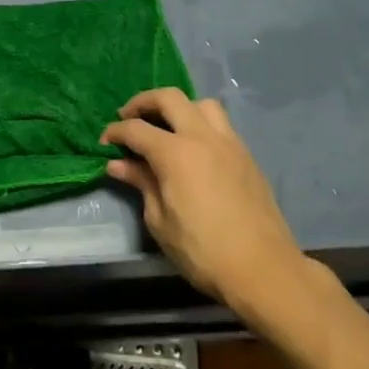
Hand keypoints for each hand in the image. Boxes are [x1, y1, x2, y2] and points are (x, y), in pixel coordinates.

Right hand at [100, 88, 313, 310]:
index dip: (115, 132)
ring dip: (179, 108)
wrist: (263, 270)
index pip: (136, 129)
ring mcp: (229, 143)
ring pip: (201, 104)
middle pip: (169, 98)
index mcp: (176, 153)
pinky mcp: (247, 156)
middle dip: (143, 102)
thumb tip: (119, 164)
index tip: (104, 142)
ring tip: (166, 127)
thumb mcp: (160, 221)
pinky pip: (221, 125)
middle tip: (128, 117)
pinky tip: (193, 148)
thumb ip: (141, 184)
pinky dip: (201, 124)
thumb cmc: (203, 251)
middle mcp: (203, 137)